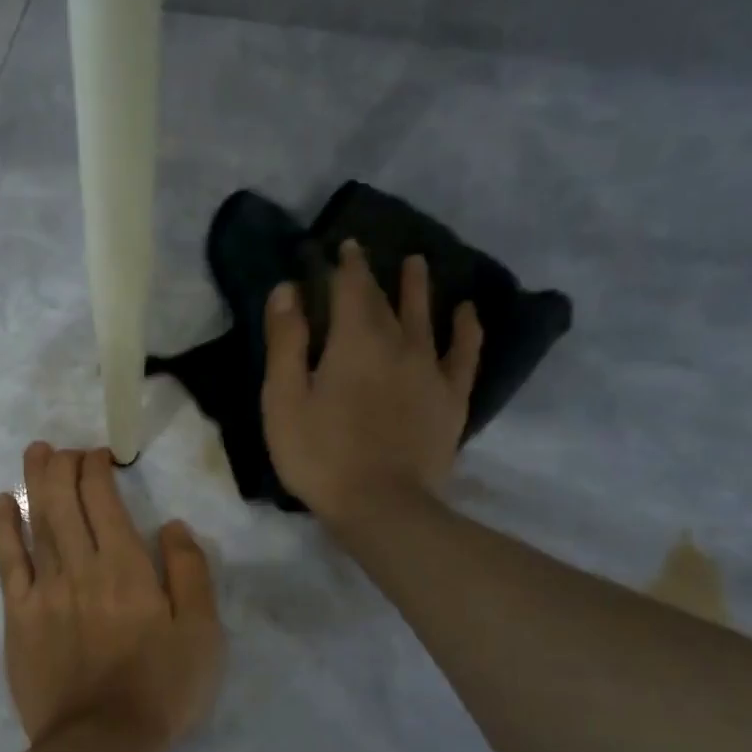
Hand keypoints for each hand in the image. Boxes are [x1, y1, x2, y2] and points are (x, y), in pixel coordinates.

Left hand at [0, 443, 222, 751]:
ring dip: (35, 482)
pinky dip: (5, 528)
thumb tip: (172, 525)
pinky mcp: (19, 616)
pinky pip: (8, 562)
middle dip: (62, 466)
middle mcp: (81, 567)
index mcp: (127, 567)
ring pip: (37, 522)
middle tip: (63, 448)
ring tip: (35, 453)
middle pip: (64, 502)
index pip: (104, 500)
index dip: (97, 469)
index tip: (99, 456)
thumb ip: (190, 572)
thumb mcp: (202, 632)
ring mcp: (45, 591)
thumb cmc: (161, 688)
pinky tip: (5, 504)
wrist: (101, 742)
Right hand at [261, 240, 481, 526]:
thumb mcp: (284, 399)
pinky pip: (464, 354)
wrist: (381, 505)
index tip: (340, 246)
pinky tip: (466, 313)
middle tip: (366, 254)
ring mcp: (430, 370)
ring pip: (426, 317)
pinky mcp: (450, 399)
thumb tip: (288, 288)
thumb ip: (286, 341)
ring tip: (418, 263)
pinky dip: (466, 329)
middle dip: (372, 275)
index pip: (350, 288)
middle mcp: (398, 343)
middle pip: (386, 300)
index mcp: (354, 341)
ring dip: (419, 288)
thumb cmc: (320, 454)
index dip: (344, 265)